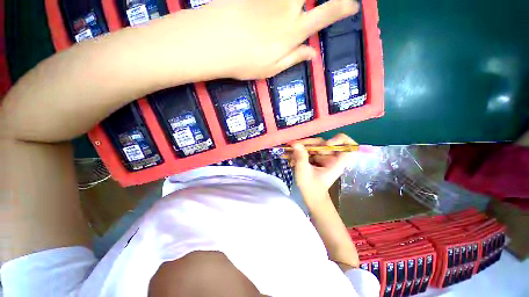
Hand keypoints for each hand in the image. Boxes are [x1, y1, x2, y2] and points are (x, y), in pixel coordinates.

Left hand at [194, 0, 359, 79]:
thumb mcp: (272, 69)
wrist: (214, 43)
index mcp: (293, 32)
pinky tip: (272, 6)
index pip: (325, 16)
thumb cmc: (245, 62)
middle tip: (321, 2)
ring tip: (294, 8)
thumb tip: (313, 54)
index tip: (353, 6)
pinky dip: (271, 0)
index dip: (342, 9)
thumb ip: (294, 58)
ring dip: (297, 0)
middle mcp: (287, 8)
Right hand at [290, 134, 356, 202]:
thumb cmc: (311, 187)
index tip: (326, 144)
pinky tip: (291, 158)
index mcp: (336, 162)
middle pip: (323, 143)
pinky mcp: (316, 159)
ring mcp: (323, 158)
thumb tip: (295, 143)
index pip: (348, 146)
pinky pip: (309, 151)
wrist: (310, 197)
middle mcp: (331, 158)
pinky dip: (300, 153)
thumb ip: (301, 156)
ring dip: (300, 148)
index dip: (340, 140)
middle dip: (307, 143)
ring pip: (313, 146)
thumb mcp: (304, 171)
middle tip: (294, 146)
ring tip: (289, 154)